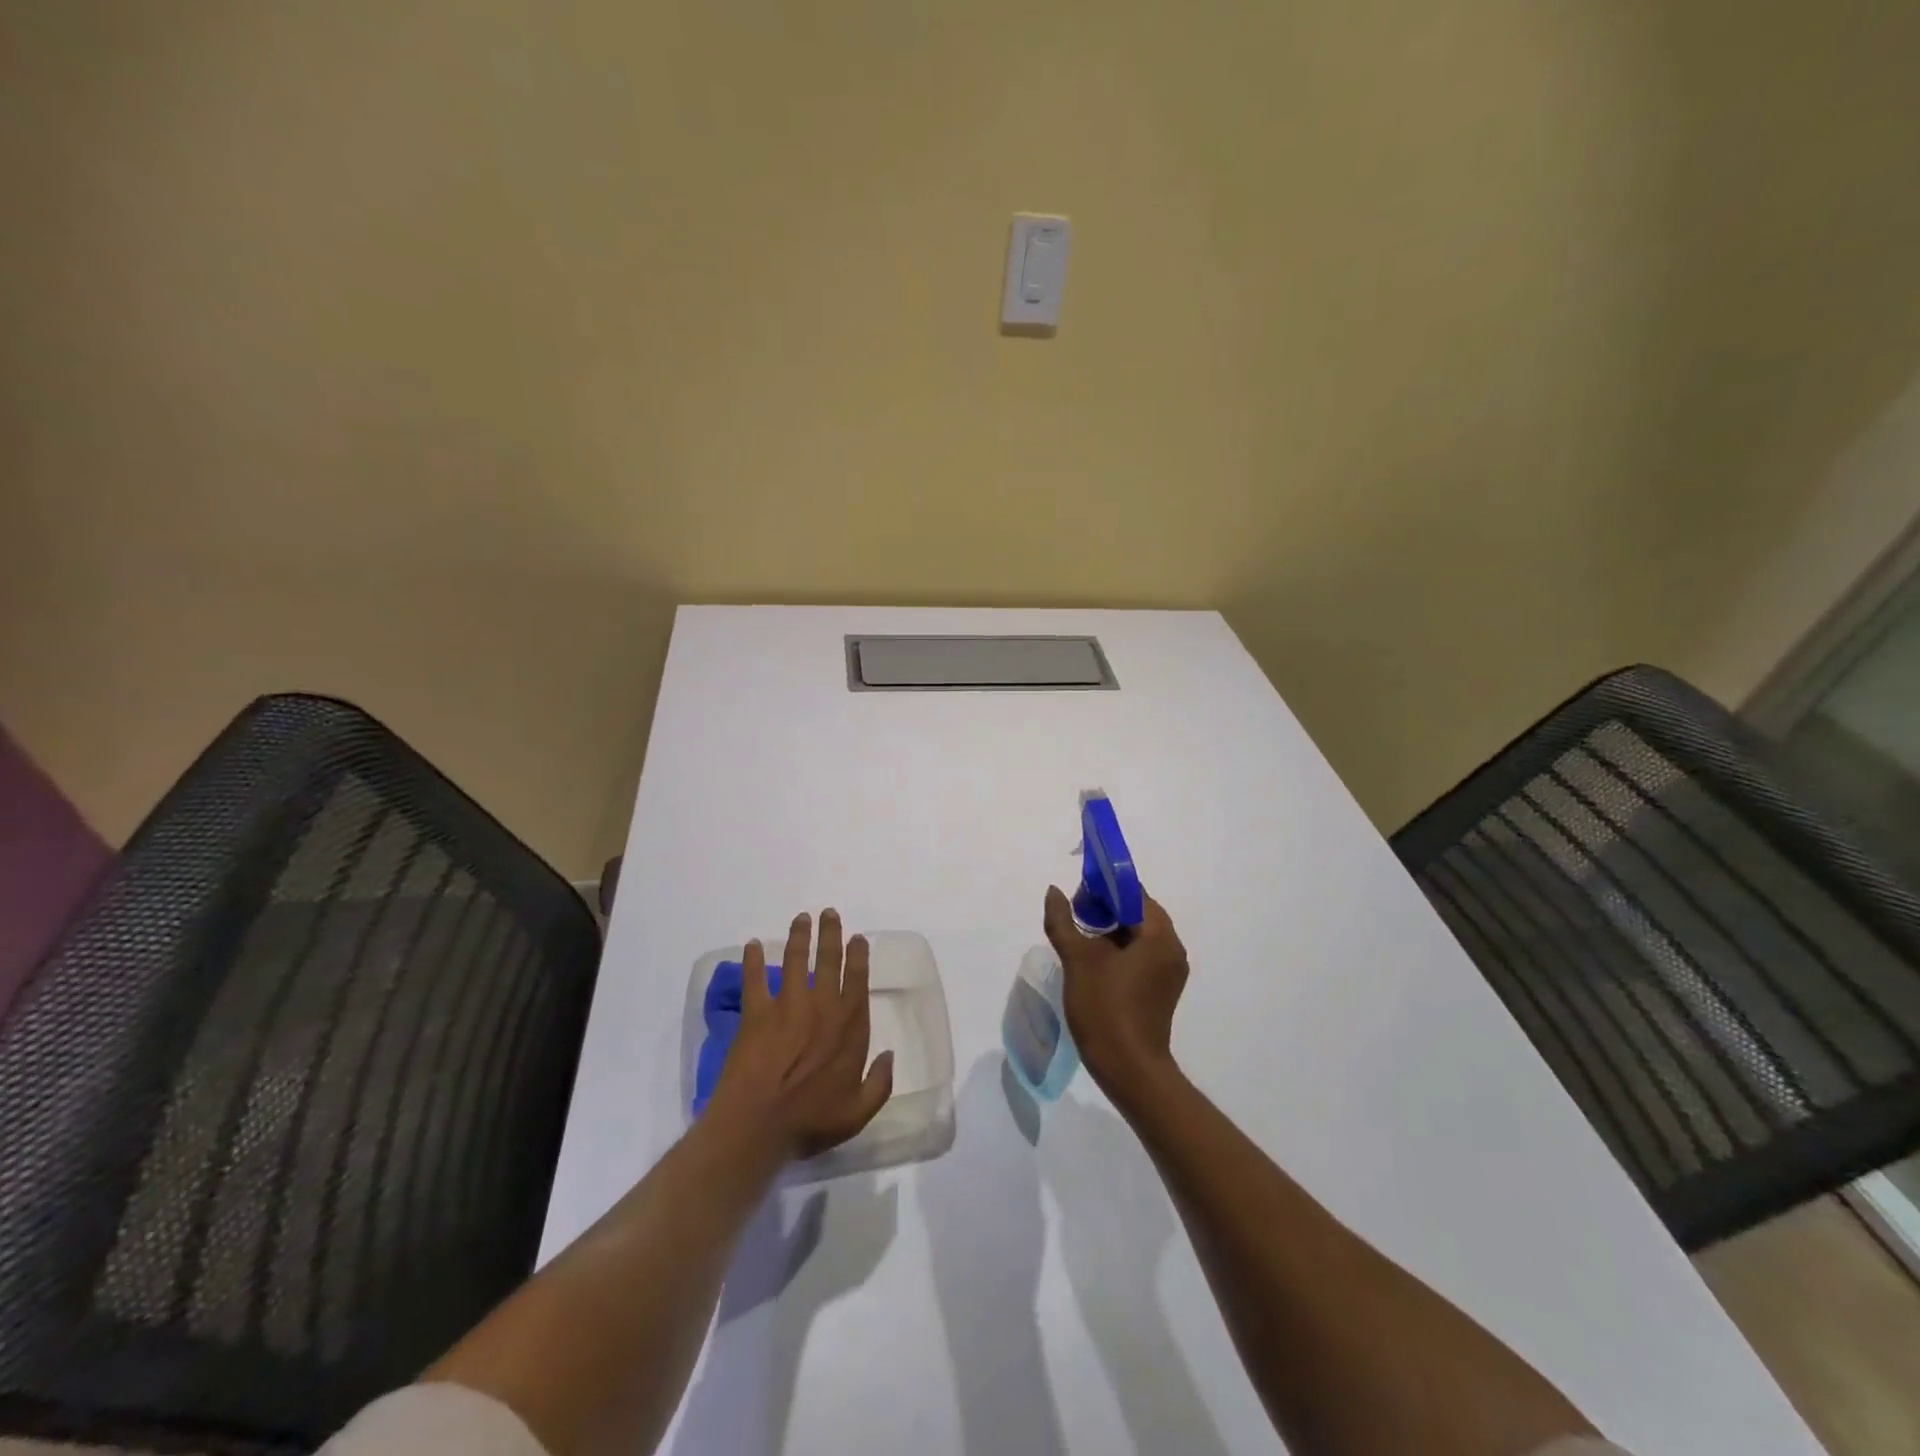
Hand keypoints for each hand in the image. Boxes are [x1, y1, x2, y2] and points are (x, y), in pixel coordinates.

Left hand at [708, 909, 894, 1159]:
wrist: (759, 1125)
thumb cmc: (810, 1120)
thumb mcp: (858, 1112)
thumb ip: (879, 1083)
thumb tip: (889, 1055)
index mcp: (849, 1026)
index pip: (858, 980)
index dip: (858, 956)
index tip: (858, 938)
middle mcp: (822, 1006)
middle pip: (829, 960)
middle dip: (830, 933)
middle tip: (829, 913)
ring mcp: (788, 1005)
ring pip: (795, 959)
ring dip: (799, 935)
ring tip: (801, 918)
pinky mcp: (757, 1012)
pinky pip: (754, 979)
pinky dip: (752, 960)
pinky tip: (750, 944)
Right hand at [1043, 886, 1188, 1097]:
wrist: (1128, 1069)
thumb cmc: (1105, 1008)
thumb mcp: (1078, 959)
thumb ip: (1063, 920)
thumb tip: (1054, 891)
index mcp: (1160, 936)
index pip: (1134, 893)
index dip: (1105, 887)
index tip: (1078, 895)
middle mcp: (1172, 949)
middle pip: (1138, 912)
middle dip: (1105, 908)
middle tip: (1075, 915)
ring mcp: (1169, 972)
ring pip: (1138, 935)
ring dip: (1110, 930)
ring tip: (1079, 937)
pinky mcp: (1161, 990)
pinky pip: (1141, 956)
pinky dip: (1119, 950)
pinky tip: (1093, 961)